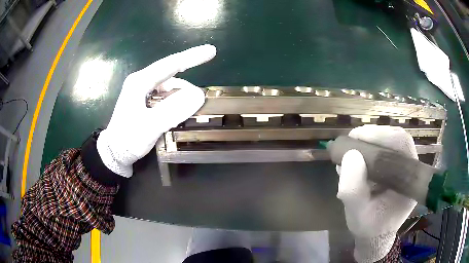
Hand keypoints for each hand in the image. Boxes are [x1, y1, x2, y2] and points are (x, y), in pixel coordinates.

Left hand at [97, 45, 216, 176]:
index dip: (192, 57)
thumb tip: (198, 95)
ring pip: (169, 86)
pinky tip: (177, 113)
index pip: (170, 64)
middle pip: (171, 75)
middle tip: (199, 102)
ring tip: (187, 112)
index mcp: (140, 82)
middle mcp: (141, 82)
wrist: (115, 153)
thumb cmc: (128, 139)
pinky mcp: (144, 100)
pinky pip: (165, 95)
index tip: (211, 51)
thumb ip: (173, 111)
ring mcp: (142, 91)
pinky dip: (175, 101)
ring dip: (181, 96)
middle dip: (187, 86)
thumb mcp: (150, 126)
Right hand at [336, 125, 417, 262]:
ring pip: (389, 142)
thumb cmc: (369, 227)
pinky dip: (368, 150)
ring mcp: (403, 167)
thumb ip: (353, 190)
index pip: (402, 143)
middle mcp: (410, 168)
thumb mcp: (357, 214)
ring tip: (350, 154)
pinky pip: (383, 150)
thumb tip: (350, 155)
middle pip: (396, 138)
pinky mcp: (394, 167)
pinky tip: (356, 160)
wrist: (376, 235)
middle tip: (350, 142)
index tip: (355, 137)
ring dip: (368, 142)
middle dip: (371, 136)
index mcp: (410, 180)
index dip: (381, 134)